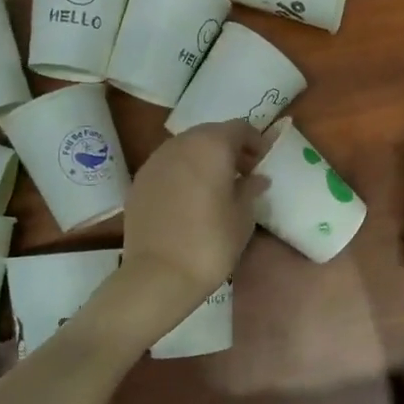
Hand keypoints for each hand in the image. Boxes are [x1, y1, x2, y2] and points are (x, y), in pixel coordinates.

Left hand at [119, 120, 265, 319]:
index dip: (255, 141)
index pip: (239, 128)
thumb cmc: (211, 243)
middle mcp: (180, 144)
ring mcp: (155, 161)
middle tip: (244, 173)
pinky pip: (168, 166)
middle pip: (210, 133)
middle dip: (229, 148)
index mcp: (211, 145)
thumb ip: (250, 188)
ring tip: (217, 186)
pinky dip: (183, 172)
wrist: (159, 275)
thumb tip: (257, 178)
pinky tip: (191, 198)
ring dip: (204, 159)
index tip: (263, 162)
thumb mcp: (243, 216)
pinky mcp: (139, 180)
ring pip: (186, 148)